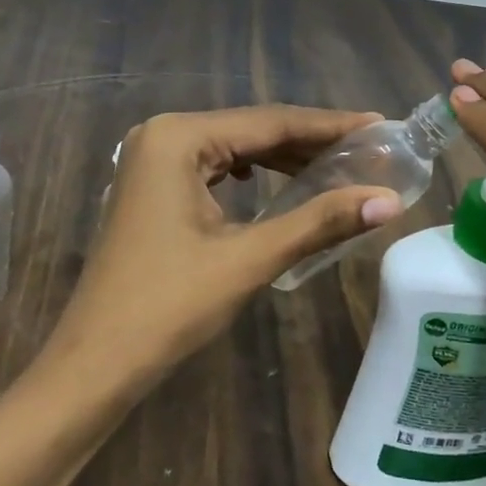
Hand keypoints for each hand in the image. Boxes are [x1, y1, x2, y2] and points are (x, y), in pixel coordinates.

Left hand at [45, 106, 401, 387]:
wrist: (95, 363)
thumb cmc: (169, 305)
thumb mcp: (249, 258)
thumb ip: (319, 221)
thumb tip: (389, 200)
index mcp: (179, 137)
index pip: (270, 122)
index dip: (330, 125)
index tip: (380, 125)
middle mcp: (162, 133)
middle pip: (251, 129)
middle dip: (309, 142)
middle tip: (367, 150)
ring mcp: (152, 159)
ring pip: (233, 147)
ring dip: (283, 158)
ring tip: (337, 166)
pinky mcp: (151, 185)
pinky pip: (214, 167)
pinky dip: (252, 173)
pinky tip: (276, 184)